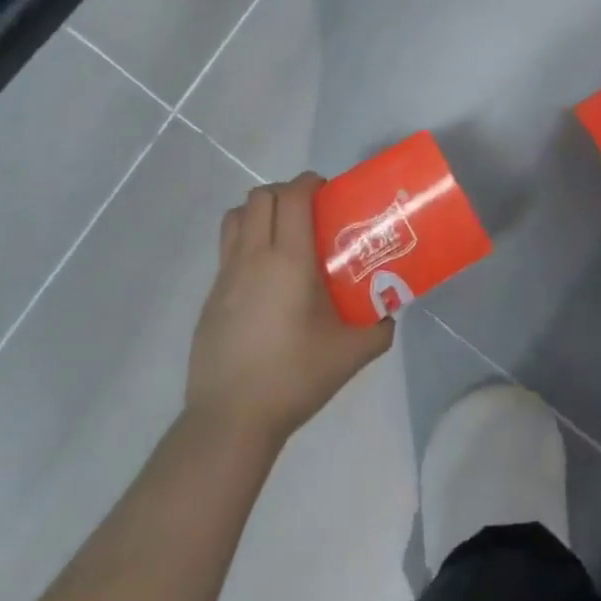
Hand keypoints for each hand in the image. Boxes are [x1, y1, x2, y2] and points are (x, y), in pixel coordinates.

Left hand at [186, 173, 393, 445]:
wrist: (231, 418)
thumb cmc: (295, 376)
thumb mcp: (351, 354)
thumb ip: (379, 328)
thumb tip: (389, 312)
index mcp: (289, 261)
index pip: (292, 197)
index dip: (310, 182)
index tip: (328, 190)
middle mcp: (253, 258)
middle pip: (260, 197)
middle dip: (285, 192)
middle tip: (309, 211)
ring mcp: (225, 277)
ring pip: (234, 218)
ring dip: (258, 212)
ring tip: (282, 234)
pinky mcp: (211, 298)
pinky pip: (226, 250)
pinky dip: (245, 244)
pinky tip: (265, 279)